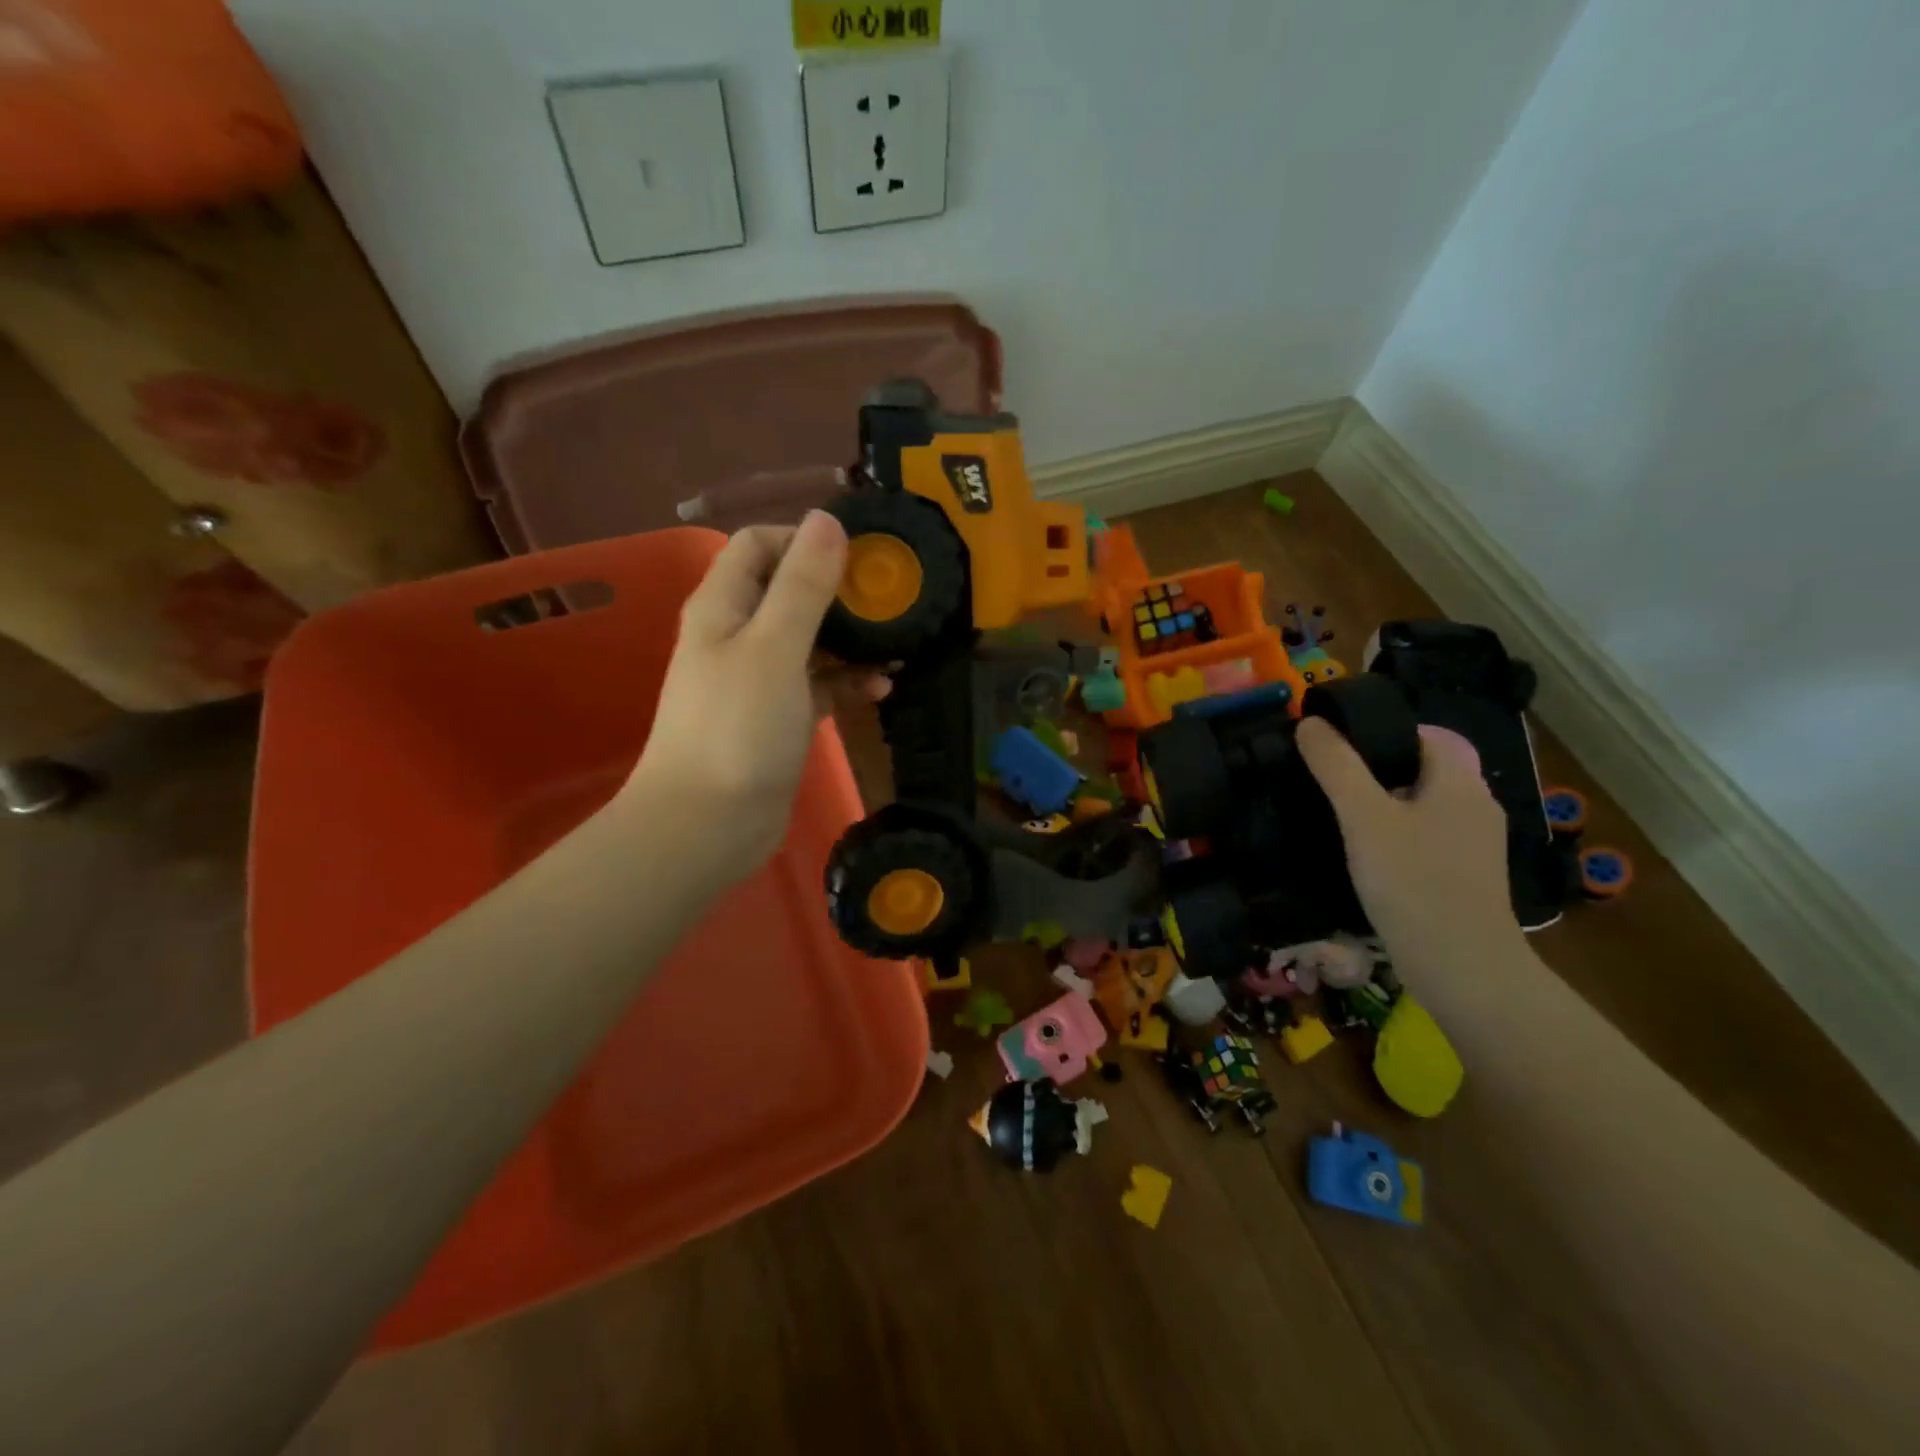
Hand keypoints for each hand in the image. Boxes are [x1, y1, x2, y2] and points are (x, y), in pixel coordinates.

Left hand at [621, 512, 884, 878]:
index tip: (861, 557)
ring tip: (896, 647)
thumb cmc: (738, 728)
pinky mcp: (777, 716)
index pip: (760, 545)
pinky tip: (880, 691)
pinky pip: (817, 684)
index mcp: (723, 605)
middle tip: (891, 602)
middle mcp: (737, 634)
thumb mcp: (775, 647)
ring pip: (809, 640)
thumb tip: (827, 520)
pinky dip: (846, 682)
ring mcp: (757, 678)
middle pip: (789, 590)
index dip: (806, 540)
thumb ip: (803, 585)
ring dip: (850, 639)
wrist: (706, 825)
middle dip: (839, 591)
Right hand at [1296, 718, 1526, 981]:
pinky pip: (1424, 837)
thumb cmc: (1412, 881)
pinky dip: (1394, 835)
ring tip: (1336, 814)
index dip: (1382, 731)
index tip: (1337, 745)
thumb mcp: (1363, 817)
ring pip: (1421, 805)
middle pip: (1422, 768)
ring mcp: (1472, 846)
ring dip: (1382, 804)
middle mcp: (1475, 807)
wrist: (1460, 968)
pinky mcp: (1463, 878)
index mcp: (1460, 782)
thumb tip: (1310, 723)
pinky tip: (1362, 854)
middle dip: (1376, 768)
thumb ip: (1336, 766)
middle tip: (1327, 778)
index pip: (1426, 733)